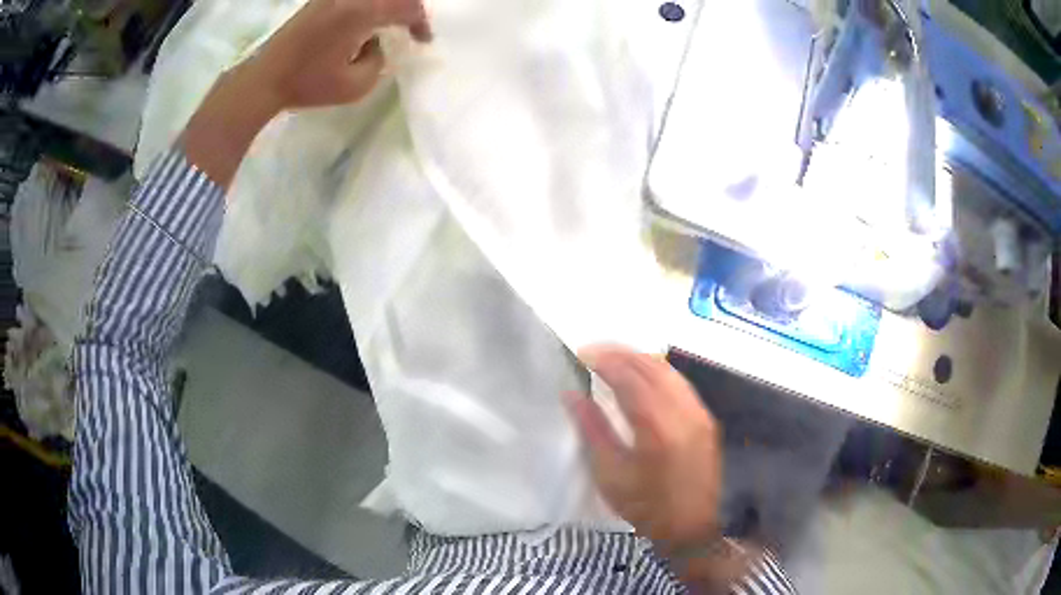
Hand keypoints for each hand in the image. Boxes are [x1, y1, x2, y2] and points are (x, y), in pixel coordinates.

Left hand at [243, 0, 431, 111]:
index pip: (407, 6)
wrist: (264, 79)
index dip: (420, 22)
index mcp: (362, 11)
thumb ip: (378, 61)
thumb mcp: (355, 85)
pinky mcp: (320, 0)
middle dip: (407, 8)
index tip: (423, 40)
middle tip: (411, 26)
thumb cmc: (308, 84)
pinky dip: (368, 5)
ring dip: (387, 5)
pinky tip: (365, 21)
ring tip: (390, 23)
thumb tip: (376, 44)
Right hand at [568, 347, 739, 585]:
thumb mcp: (610, 474)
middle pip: (652, 366)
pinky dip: (658, 372)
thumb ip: (592, 429)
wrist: (691, 527)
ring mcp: (699, 412)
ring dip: (640, 359)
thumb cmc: (646, 506)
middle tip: (594, 351)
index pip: (630, 377)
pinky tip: (642, 377)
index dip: (604, 361)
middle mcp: (683, 410)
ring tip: (614, 359)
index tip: (581, 354)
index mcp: (657, 426)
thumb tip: (572, 396)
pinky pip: (680, 383)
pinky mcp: (705, 419)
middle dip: (621, 353)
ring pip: (669, 371)